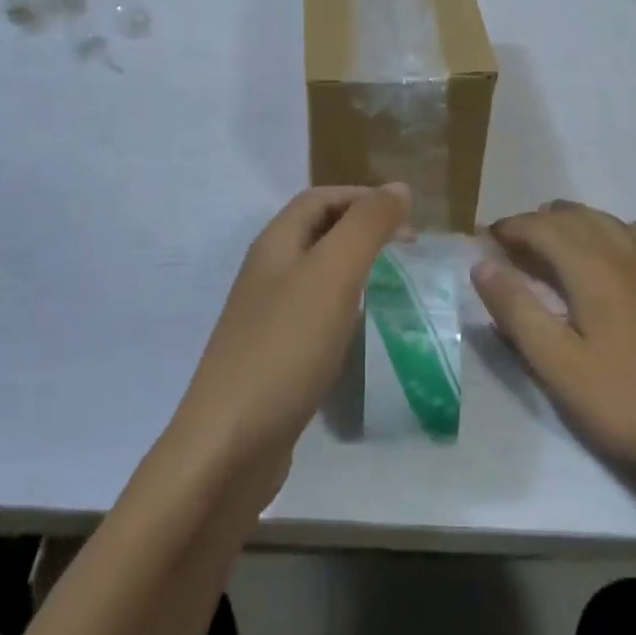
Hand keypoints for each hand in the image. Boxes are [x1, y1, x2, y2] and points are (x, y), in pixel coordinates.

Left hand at [165, 185, 408, 503]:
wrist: (228, 447)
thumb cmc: (285, 347)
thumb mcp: (333, 274)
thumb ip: (366, 226)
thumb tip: (398, 187)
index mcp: (275, 244)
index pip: (320, 198)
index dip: (362, 197)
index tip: (406, 215)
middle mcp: (267, 273)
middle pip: (316, 232)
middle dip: (361, 229)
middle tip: (406, 247)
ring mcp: (266, 317)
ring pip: (316, 274)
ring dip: (354, 267)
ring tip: (391, 282)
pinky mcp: (273, 357)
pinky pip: (314, 315)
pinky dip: (343, 308)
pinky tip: (360, 330)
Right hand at [473, 200, 635, 501]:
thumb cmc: (627, 402)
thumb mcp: (559, 365)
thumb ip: (517, 310)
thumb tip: (482, 265)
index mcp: (592, 267)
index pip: (542, 227)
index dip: (510, 227)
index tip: (484, 239)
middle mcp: (623, 252)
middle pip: (573, 216)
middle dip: (536, 222)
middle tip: (509, 245)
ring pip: (604, 220)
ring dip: (570, 223)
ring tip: (547, 244)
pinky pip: (631, 235)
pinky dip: (604, 231)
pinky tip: (603, 251)